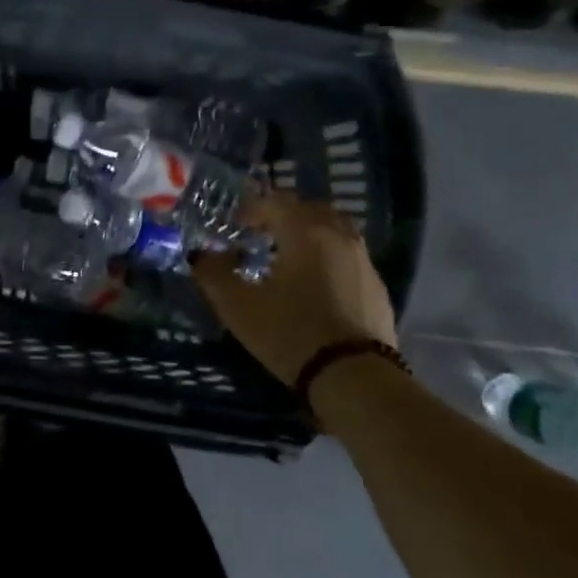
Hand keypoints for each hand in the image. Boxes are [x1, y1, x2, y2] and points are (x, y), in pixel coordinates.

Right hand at [192, 190, 395, 384]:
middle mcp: (339, 236)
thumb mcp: (238, 307)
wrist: (353, 375)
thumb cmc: (289, 333)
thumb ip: (213, 275)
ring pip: (334, 230)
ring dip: (310, 235)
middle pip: (310, 210)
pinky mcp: (377, 286)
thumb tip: (201, 256)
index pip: (276, 202)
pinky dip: (329, 257)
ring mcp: (363, 260)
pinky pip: (349, 257)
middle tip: (261, 236)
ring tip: (289, 258)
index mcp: (305, 232)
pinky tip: (316, 285)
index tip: (235, 225)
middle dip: (283, 217)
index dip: (252, 208)